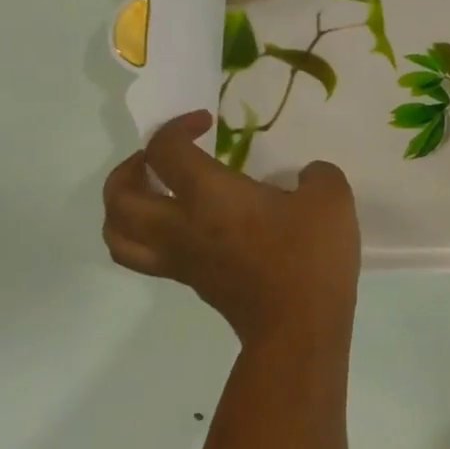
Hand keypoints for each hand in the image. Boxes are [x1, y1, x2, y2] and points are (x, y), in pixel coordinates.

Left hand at [101, 110, 360, 345]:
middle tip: (158, 159)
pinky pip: (147, 256)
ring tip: (149, 196)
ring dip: (121, 208)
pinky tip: (182, 229)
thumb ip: (317, 175)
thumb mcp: (331, 199)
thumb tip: (306, 177)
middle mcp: (180, 226)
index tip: (206, 122)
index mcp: (208, 196)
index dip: (177, 127)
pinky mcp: (193, 283)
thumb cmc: (310, 256)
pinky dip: (147, 236)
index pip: (166, 151)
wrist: (299, 325)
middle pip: (119, 196)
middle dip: (130, 168)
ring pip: (117, 234)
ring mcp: (182, 260)